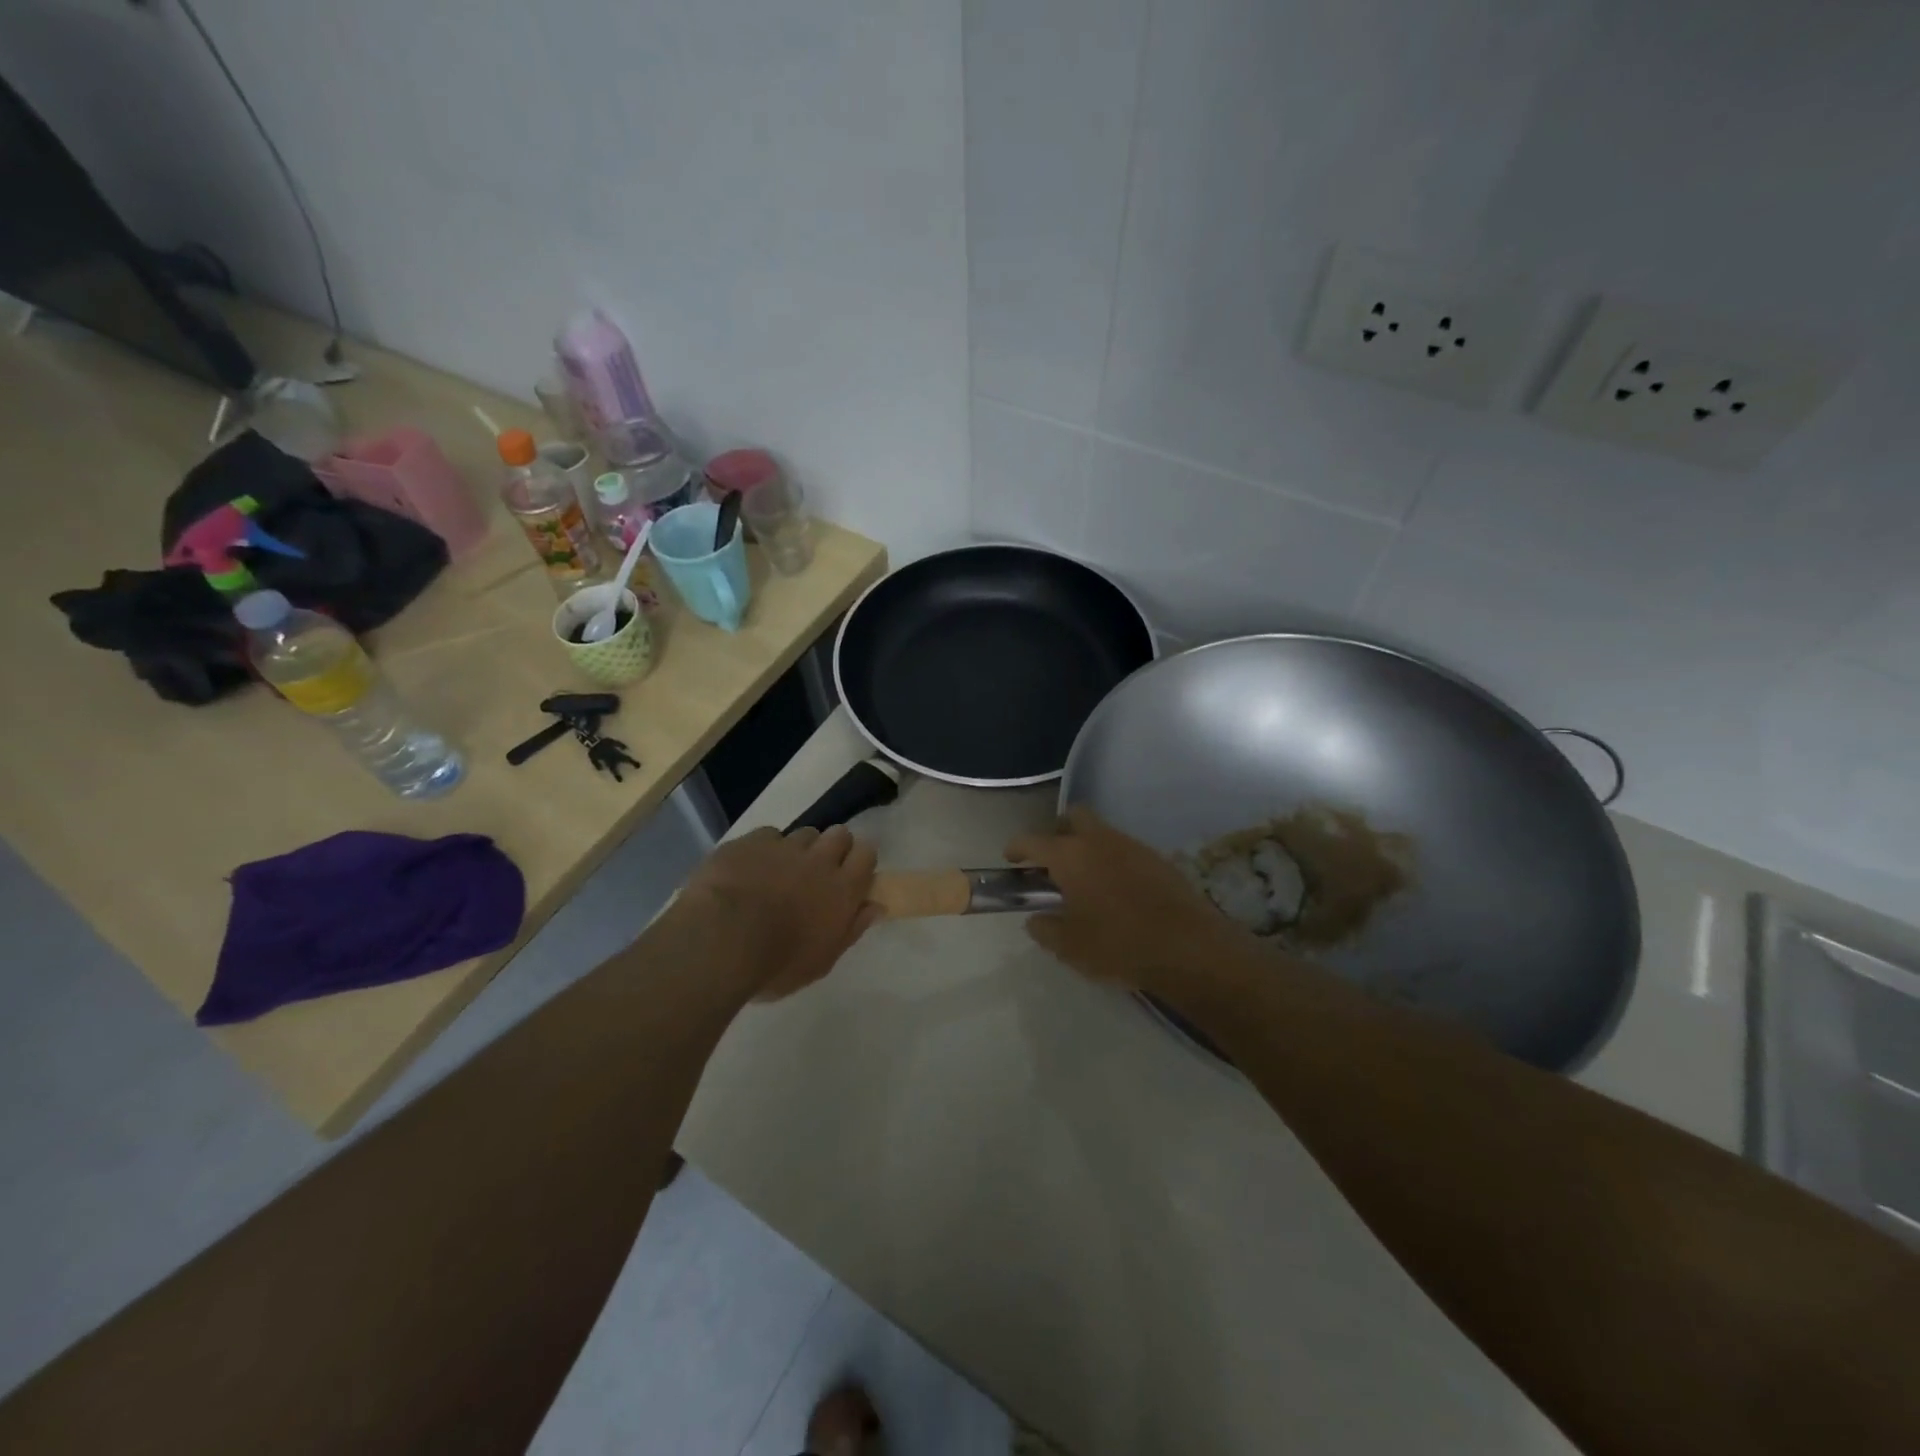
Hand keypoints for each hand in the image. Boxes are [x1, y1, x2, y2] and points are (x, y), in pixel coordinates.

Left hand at [678, 826, 879, 1000]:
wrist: (720, 940)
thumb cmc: (776, 964)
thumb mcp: (821, 961)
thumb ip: (851, 929)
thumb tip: (875, 906)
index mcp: (843, 890)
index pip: (867, 855)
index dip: (860, 860)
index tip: (850, 875)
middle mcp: (820, 860)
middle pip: (839, 834)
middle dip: (833, 847)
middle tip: (817, 872)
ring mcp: (784, 846)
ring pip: (804, 833)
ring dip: (799, 848)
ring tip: (780, 871)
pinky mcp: (751, 840)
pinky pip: (767, 836)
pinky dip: (764, 849)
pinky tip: (749, 869)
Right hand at [1006, 806, 1253, 991]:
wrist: (1187, 947)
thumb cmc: (1118, 945)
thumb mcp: (1070, 946)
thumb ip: (1045, 929)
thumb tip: (1035, 919)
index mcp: (1070, 855)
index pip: (1032, 840)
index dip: (1016, 848)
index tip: (1011, 859)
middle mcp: (1099, 840)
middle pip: (1072, 817)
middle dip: (1057, 833)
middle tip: (1052, 863)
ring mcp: (1132, 846)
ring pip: (1101, 832)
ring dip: (1087, 848)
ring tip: (1085, 883)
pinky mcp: (1157, 859)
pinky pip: (1125, 850)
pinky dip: (1113, 861)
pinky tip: (1116, 892)